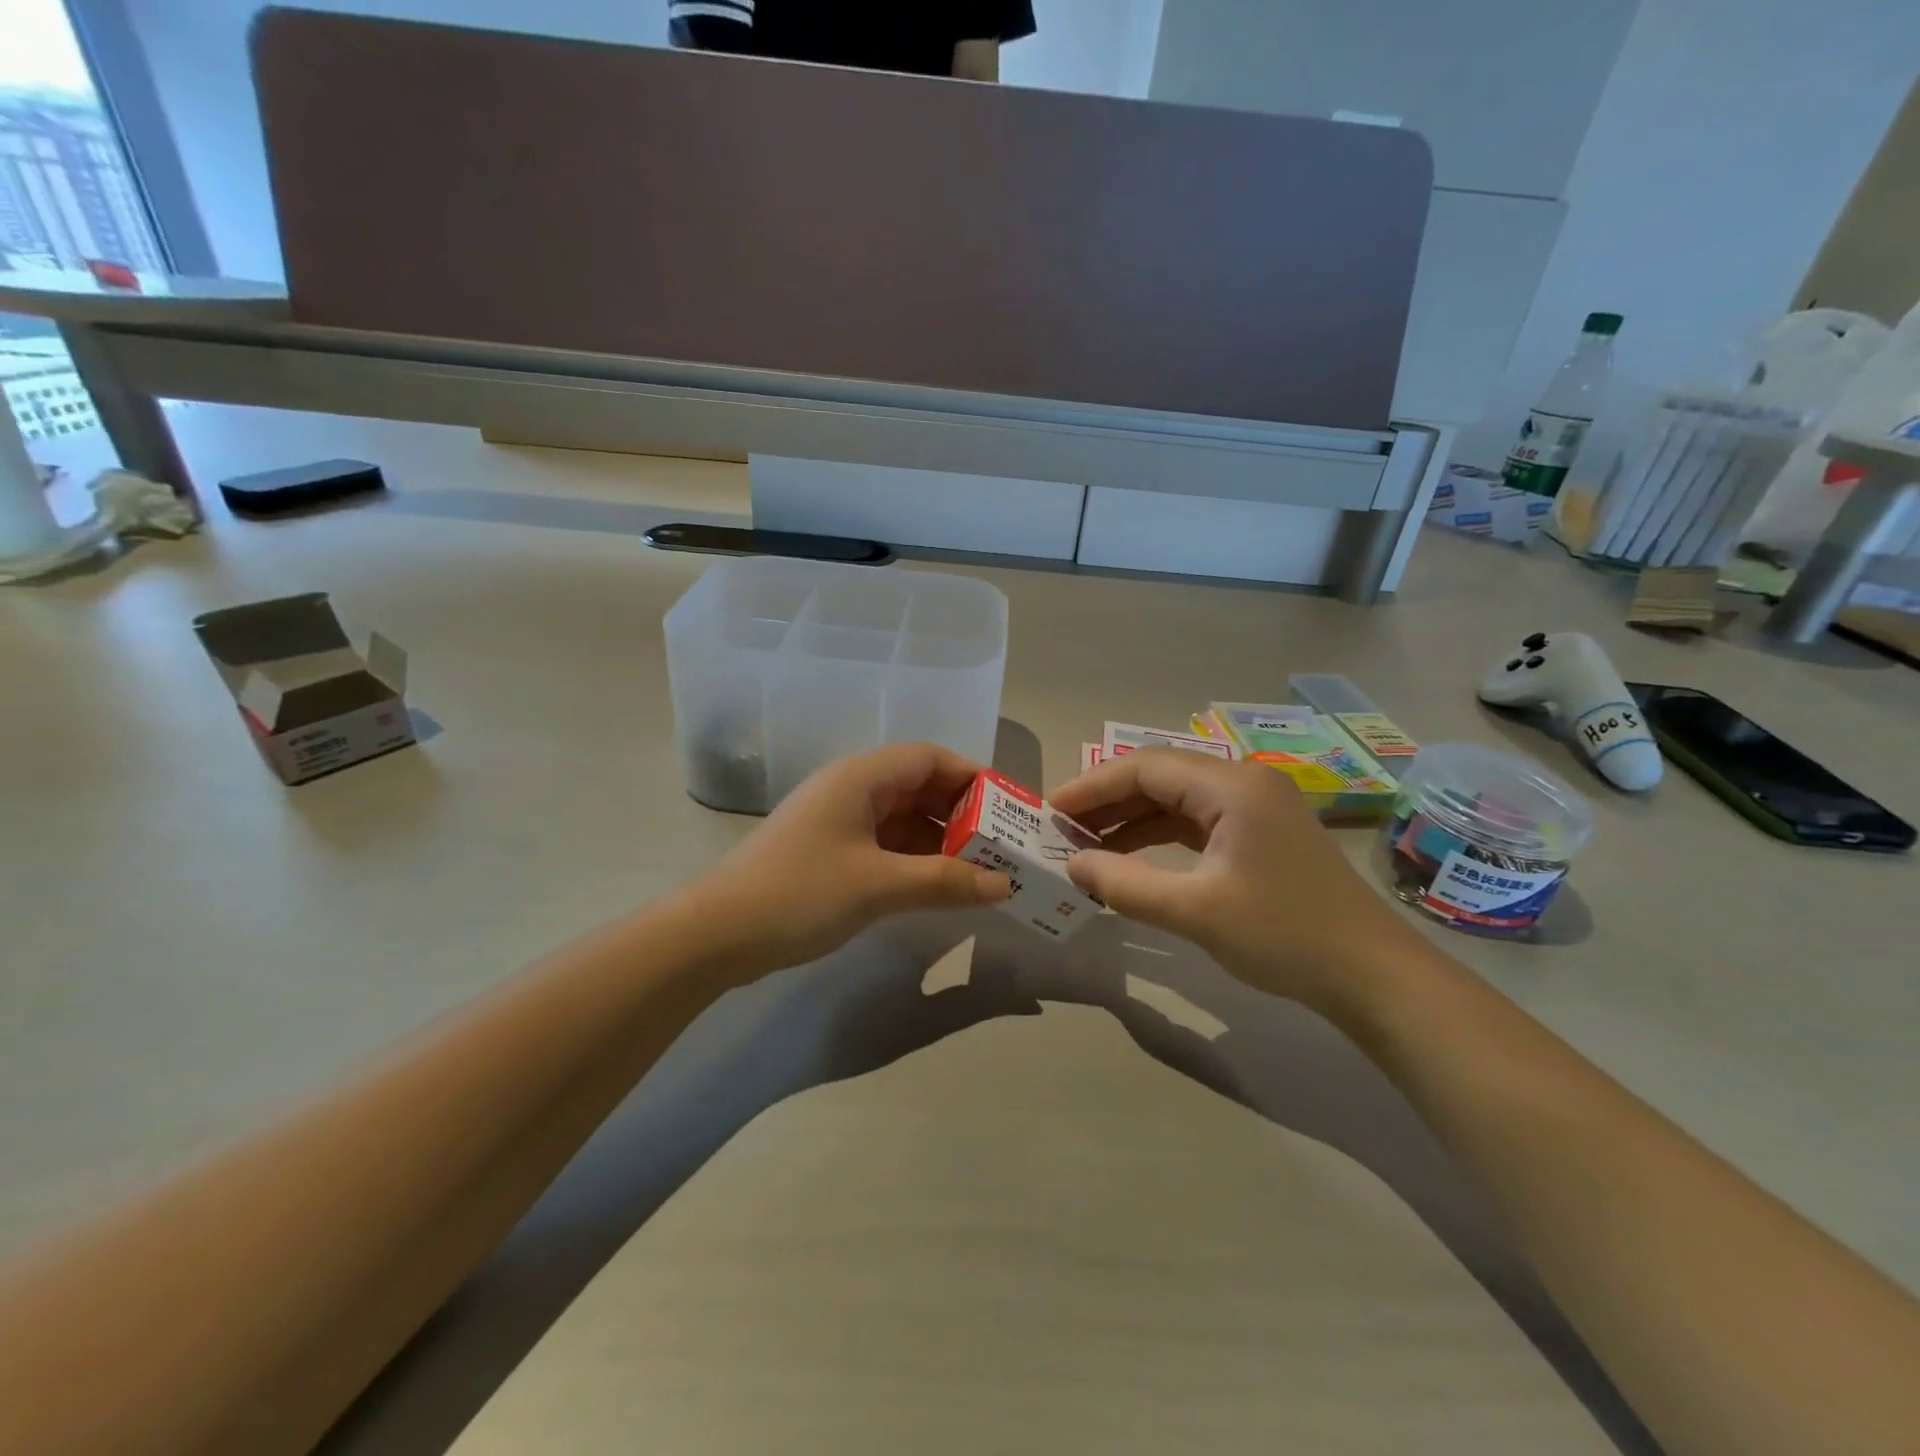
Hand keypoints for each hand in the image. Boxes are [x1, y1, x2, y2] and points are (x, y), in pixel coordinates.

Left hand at [689, 744, 1011, 980]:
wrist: (717, 934)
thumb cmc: (800, 893)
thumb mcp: (879, 885)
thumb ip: (945, 881)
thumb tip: (1004, 885)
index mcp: (862, 777)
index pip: (931, 759)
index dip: (974, 778)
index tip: (1009, 809)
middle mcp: (853, 789)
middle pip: (920, 787)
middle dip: (963, 814)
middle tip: (1004, 846)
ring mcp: (839, 821)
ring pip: (905, 819)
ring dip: (941, 841)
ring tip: (982, 870)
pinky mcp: (831, 852)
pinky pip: (887, 845)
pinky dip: (916, 860)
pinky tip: (940, 886)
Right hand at [1049, 749, 1428, 1010]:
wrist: (1371, 975)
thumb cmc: (1283, 935)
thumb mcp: (1194, 911)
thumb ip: (1125, 884)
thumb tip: (1071, 865)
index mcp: (1232, 786)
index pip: (1145, 768)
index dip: (1091, 787)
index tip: (1050, 811)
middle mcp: (1243, 782)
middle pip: (1159, 778)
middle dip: (1106, 802)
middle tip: (1060, 830)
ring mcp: (1254, 808)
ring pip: (1175, 800)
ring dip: (1129, 820)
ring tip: (1084, 845)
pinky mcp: (1258, 834)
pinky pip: (1195, 822)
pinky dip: (1157, 837)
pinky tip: (1129, 858)